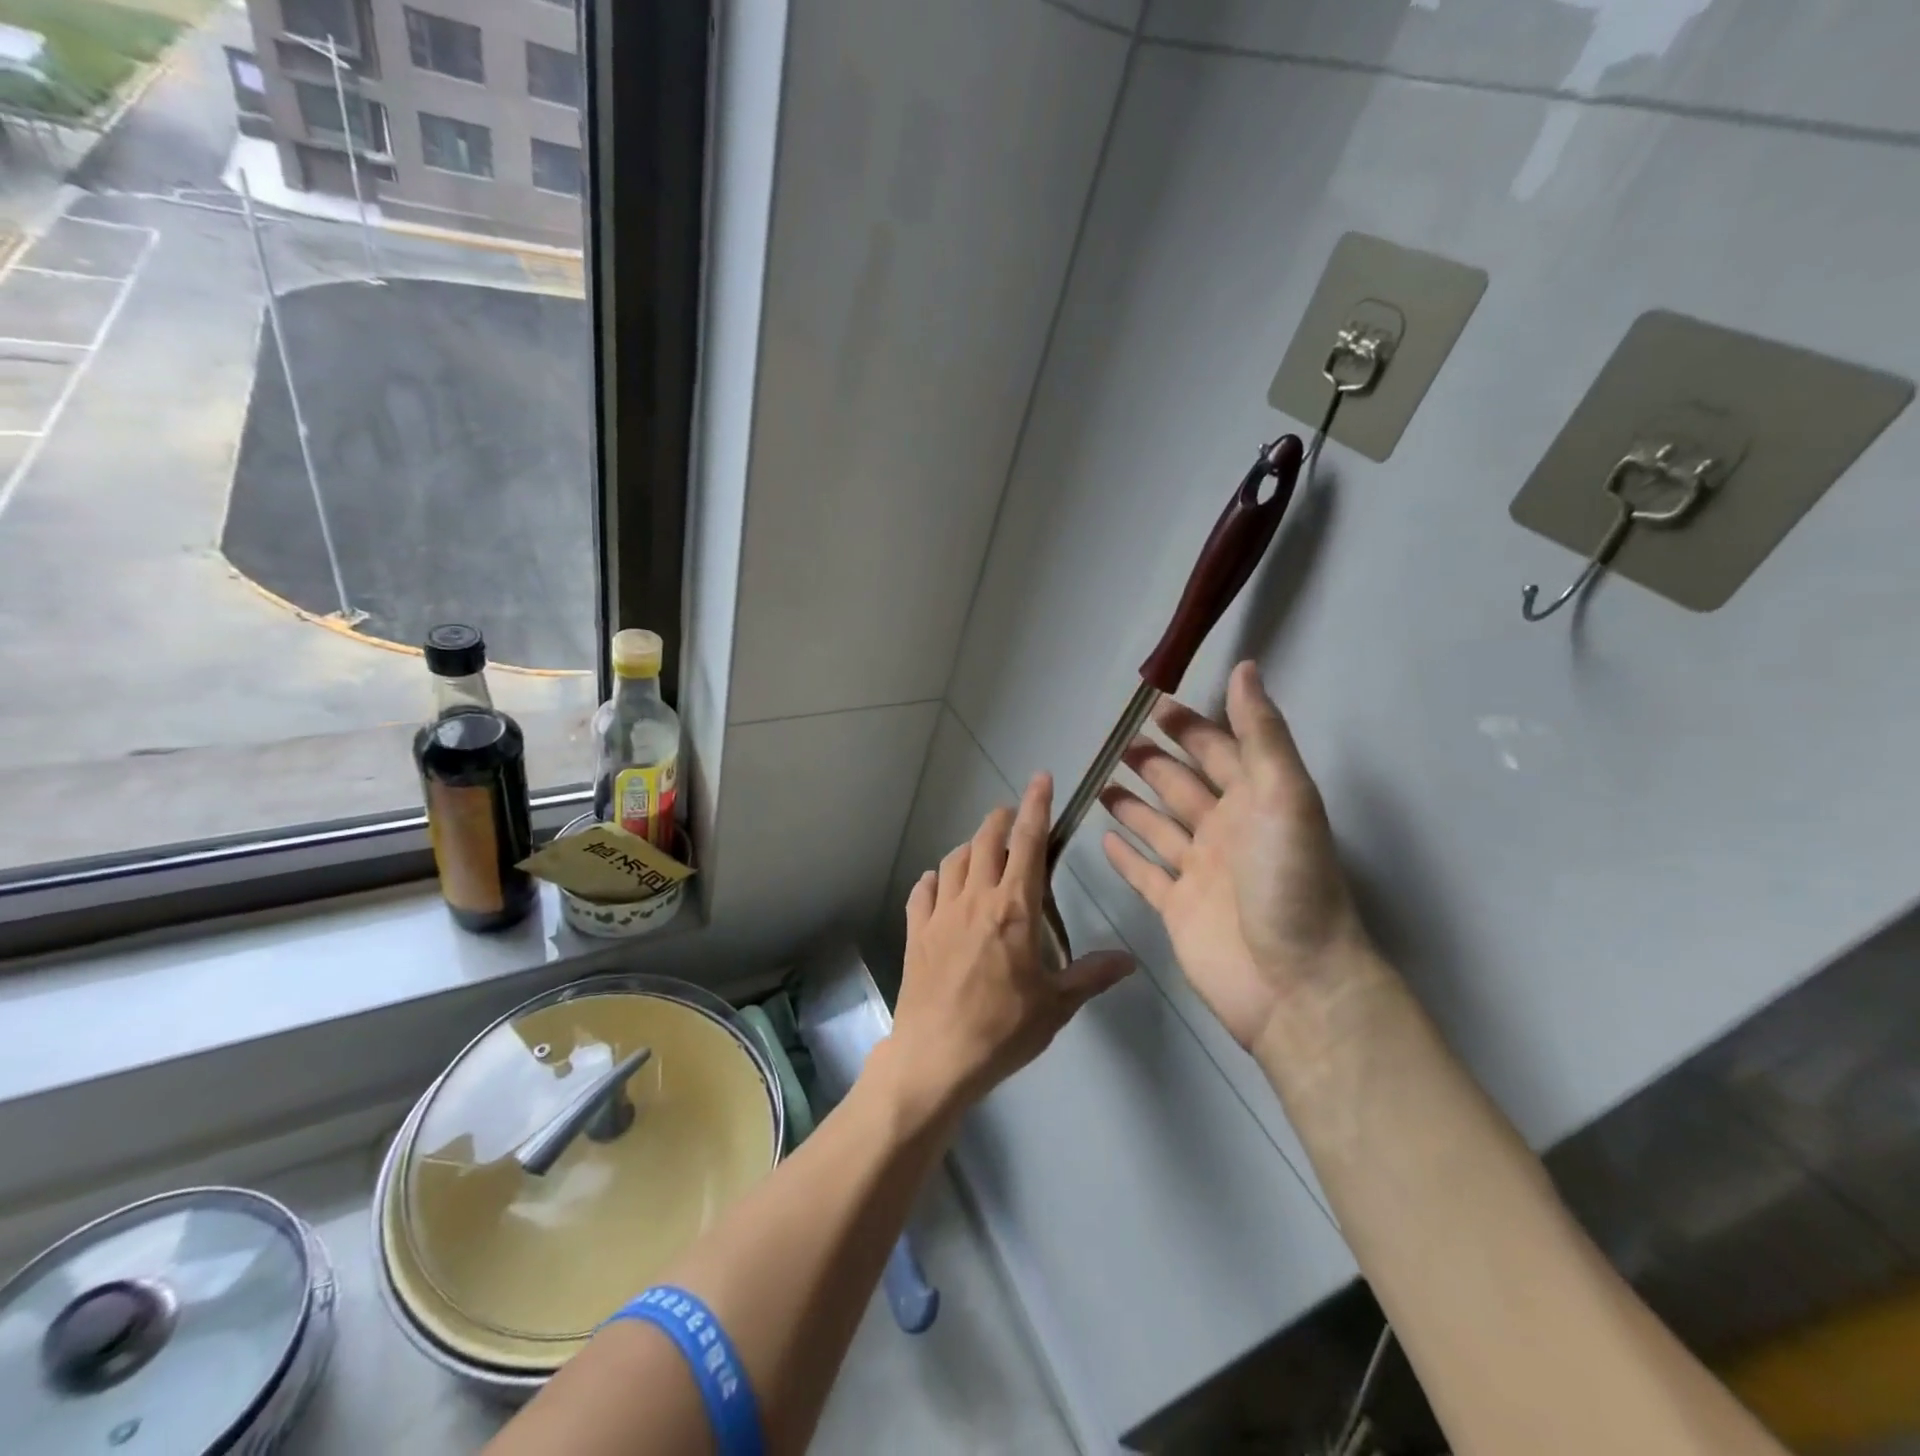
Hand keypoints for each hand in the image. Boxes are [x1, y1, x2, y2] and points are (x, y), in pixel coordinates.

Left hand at [882, 773, 1132, 1121]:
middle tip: (1014, 818)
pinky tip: (940, 884)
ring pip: (953, 860)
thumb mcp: (1057, 1006)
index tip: (1041, 779)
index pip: (1028, 842)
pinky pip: (923, 891)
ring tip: (982, 852)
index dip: (1037, 806)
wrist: (936, 1057)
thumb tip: (1130, 959)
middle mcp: (975, 898)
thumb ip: (1092, 975)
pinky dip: (935, 879)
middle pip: (985, 840)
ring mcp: (940, 913)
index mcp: (1014, 907)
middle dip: (1002, 820)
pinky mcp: (916, 931)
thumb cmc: (1003, 1029)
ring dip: (970, 848)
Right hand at [1100, 661, 1371, 1051]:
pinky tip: (1103, 837)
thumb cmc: (1290, 881)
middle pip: (1182, 786)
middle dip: (1154, 762)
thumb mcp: (1285, 795)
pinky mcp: (1176, 908)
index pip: (1219, 751)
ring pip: (1158, 827)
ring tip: (1102, 781)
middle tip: (1119, 741)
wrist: (1293, 983)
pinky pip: (1145, 874)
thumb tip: (1246, 667)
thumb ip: (1261, 733)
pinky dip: (1126, 856)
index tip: (1155, 706)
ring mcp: (1199, 872)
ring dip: (1133, 804)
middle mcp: (1226, 831)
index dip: (1191, 727)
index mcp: (1255, 802)